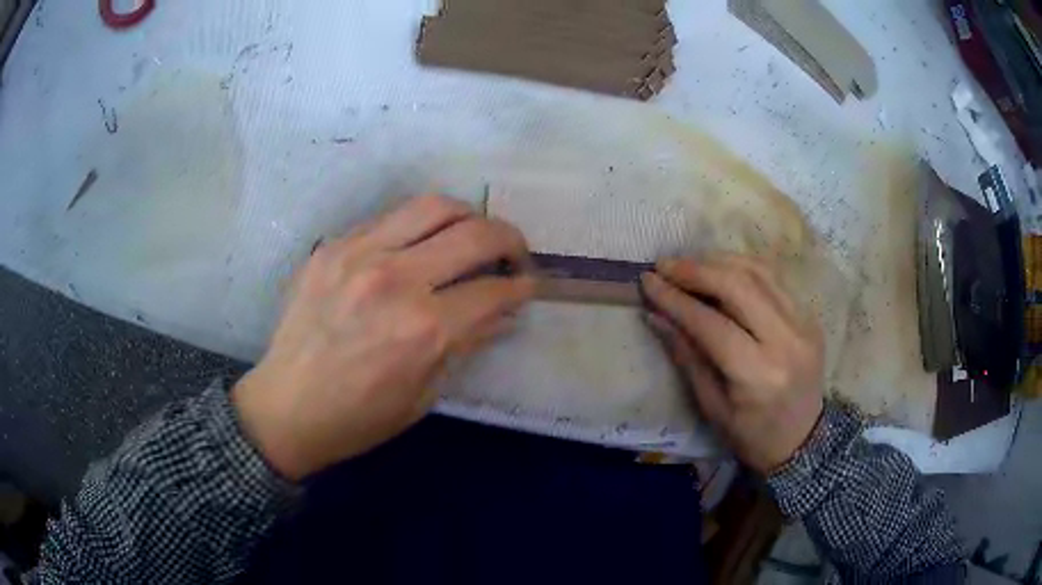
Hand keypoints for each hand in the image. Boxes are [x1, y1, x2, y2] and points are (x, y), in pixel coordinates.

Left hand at [233, 195, 535, 480]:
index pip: (494, 290)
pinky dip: (418, 226)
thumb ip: (467, 344)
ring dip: (467, 216)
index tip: (528, 285)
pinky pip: (390, 218)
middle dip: (509, 239)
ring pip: (433, 206)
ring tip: (471, 234)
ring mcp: (358, 254)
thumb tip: (503, 312)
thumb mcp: (424, 395)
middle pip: (474, 233)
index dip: (521, 286)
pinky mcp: (333, 247)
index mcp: (423, 329)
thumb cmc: (359, 417)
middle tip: (513, 253)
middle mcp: (395, 279)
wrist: (286, 407)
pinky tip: (419, 246)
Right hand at [641, 256, 823, 473]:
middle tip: (665, 266)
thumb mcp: (712, 406)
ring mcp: (804, 323)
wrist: (804, 439)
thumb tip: (655, 315)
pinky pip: (775, 278)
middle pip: (738, 286)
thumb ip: (686, 356)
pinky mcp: (810, 315)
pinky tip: (721, 269)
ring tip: (689, 264)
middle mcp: (786, 341)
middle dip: (696, 270)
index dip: (676, 300)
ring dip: (719, 261)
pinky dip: (744, 267)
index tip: (647, 281)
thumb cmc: (752, 435)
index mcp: (758, 374)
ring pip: (759, 272)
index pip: (711, 324)